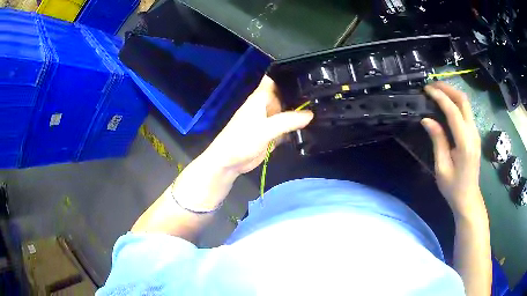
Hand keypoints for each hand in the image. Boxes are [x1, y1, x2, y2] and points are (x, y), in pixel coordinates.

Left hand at [202, 75, 313, 175]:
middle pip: (285, 94)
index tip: (307, 73)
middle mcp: (266, 105)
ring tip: (321, 107)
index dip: (288, 73)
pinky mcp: (272, 133)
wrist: (229, 162)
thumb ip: (287, 121)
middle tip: (322, 93)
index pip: (275, 78)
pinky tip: (311, 125)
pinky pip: (287, 126)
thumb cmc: (241, 140)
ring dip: (299, 111)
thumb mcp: (265, 129)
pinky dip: (296, 126)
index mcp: (260, 98)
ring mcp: (270, 119)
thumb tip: (310, 114)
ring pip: (287, 111)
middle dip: (300, 94)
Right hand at [422, 82, 484, 218]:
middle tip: (432, 85)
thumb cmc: (453, 187)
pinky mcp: (475, 135)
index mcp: (465, 143)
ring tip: (437, 91)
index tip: (427, 89)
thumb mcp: (442, 167)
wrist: (468, 198)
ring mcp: (476, 133)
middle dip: (448, 88)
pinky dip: (456, 103)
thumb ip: (438, 140)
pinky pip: (466, 112)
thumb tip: (427, 119)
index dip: (440, 97)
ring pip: (466, 104)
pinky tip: (447, 104)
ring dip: (452, 93)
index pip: (453, 111)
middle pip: (463, 101)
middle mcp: (473, 133)